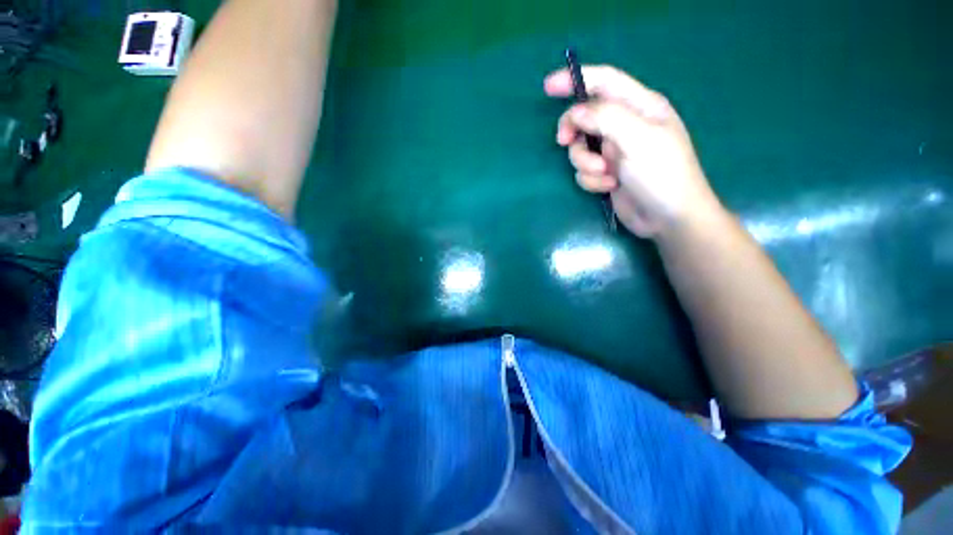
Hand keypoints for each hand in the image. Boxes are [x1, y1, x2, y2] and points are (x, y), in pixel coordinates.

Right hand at [544, 65, 720, 238]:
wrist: (667, 217)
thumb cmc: (662, 173)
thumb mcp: (638, 139)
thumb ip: (606, 118)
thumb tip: (576, 113)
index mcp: (639, 106)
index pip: (604, 82)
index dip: (576, 79)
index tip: (548, 87)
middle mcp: (624, 125)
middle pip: (584, 117)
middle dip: (573, 130)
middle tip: (564, 141)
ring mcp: (614, 151)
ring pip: (580, 148)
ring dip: (585, 163)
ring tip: (605, 174)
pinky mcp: (606, 173)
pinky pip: (584, 171)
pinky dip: (591, 180)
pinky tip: (609, 186)